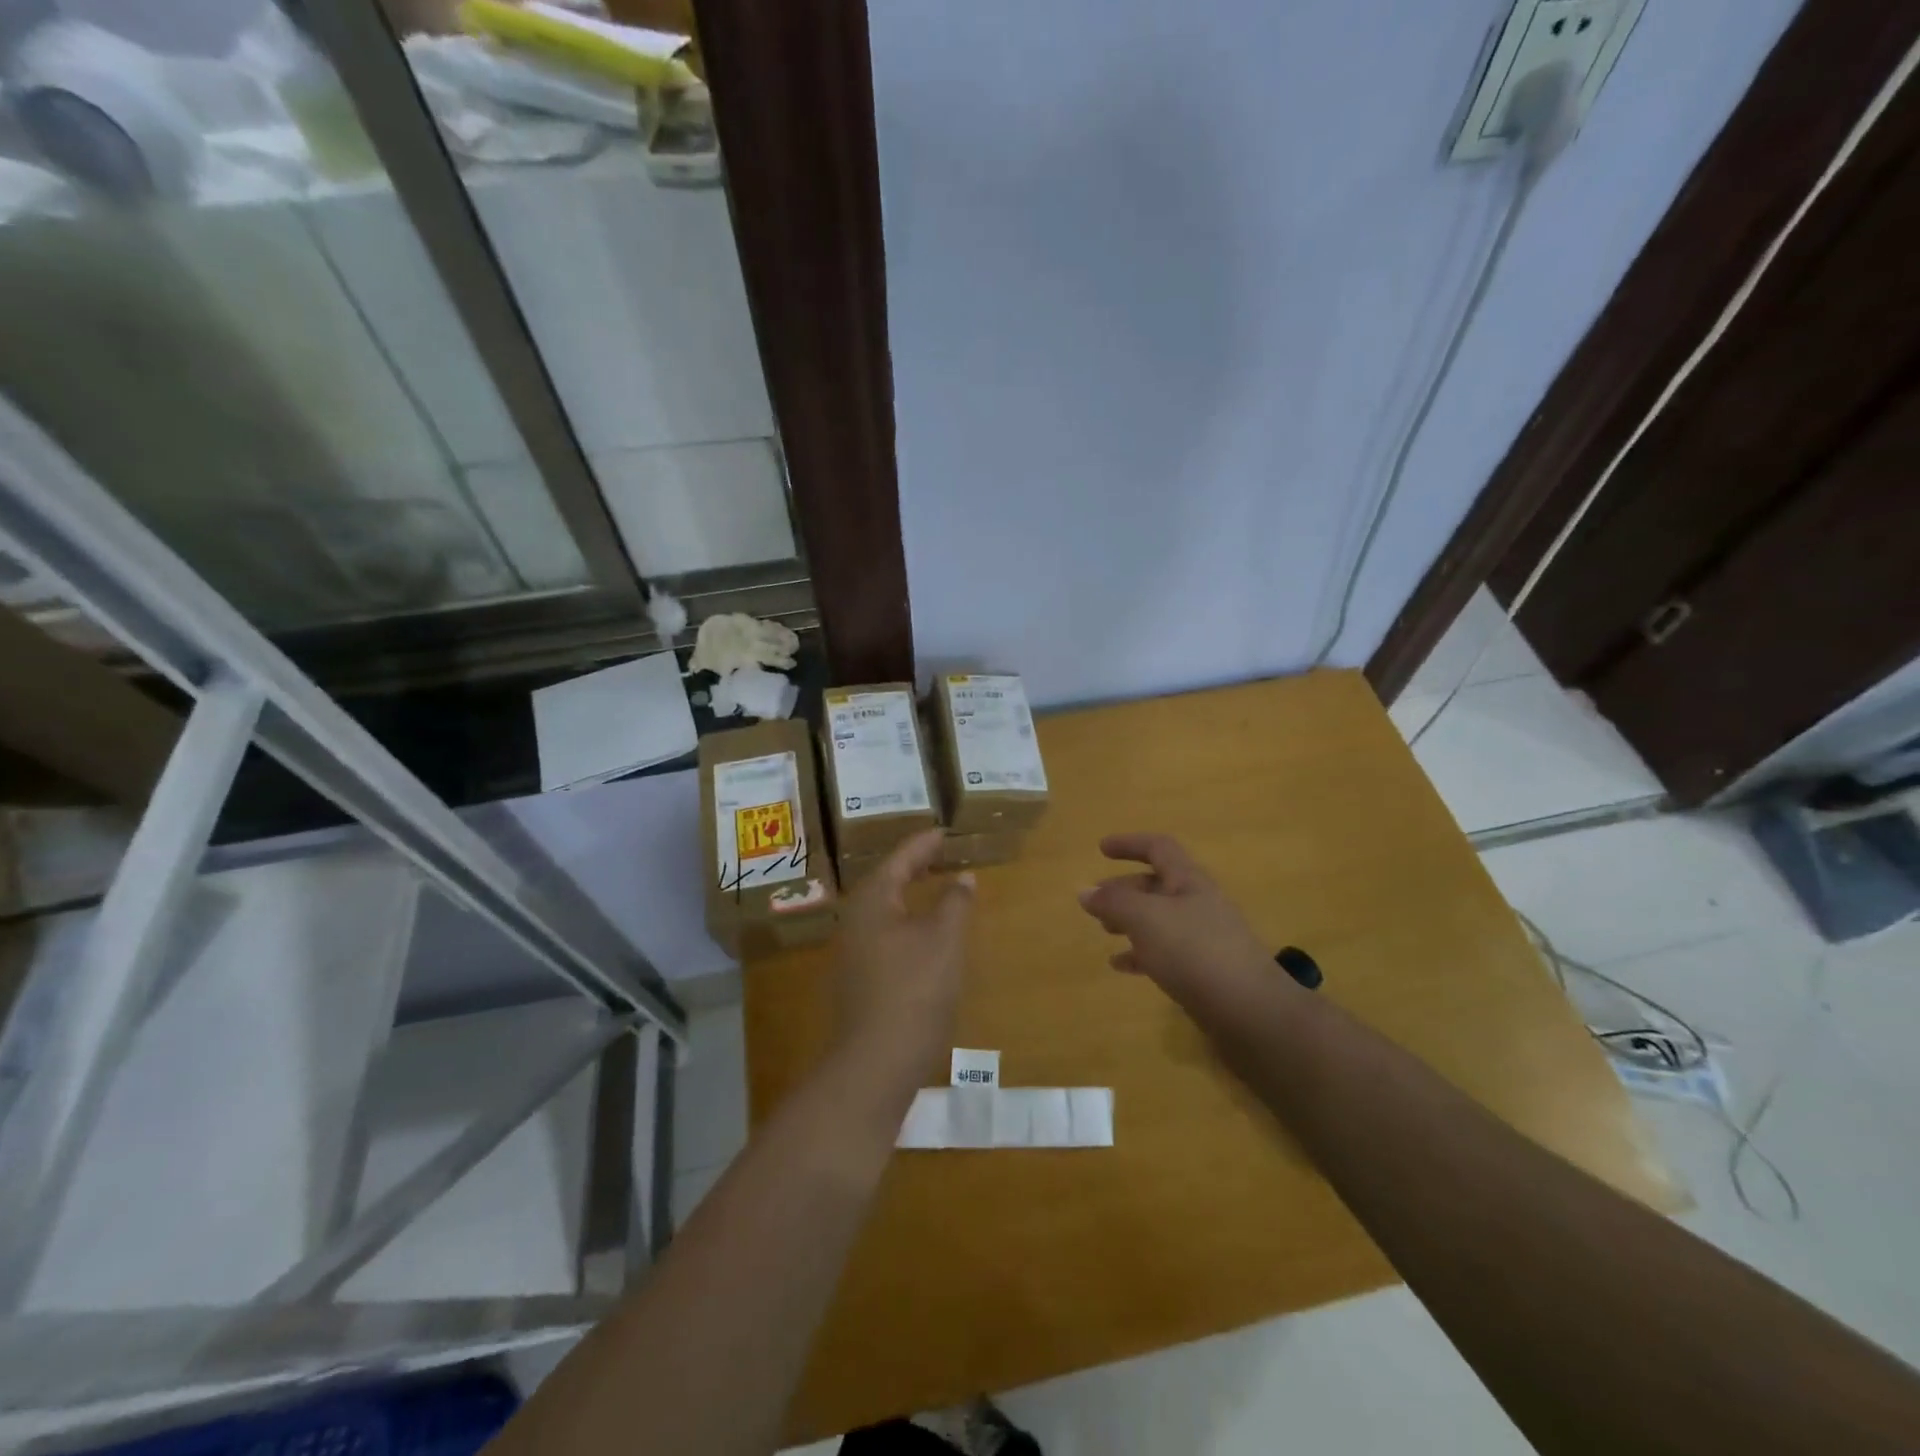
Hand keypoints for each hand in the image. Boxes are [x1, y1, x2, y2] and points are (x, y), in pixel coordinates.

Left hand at [830, 829, 972, 1094]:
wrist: (875, 1064)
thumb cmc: (914, 991)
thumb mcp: (944, 941)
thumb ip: (954, 903)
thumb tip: (963, 877)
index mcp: (873, 902)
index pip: (900, 859)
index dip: (923, 844)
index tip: (943, 831)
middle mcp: (855, 921)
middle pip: (886, 882)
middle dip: (914, 867)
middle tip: (940, 853)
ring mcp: (852, 953)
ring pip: (884, 910)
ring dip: (909, 895)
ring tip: (934, 887)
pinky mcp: (859, 980)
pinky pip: (884, 935)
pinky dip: (906, 922)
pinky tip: (922, 935)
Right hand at [1078, 833, 1277, 1010]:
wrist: (1249, 1011)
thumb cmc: (1194, 951)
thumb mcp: (1145, 919)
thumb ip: (1113, 902)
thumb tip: (1084, 890)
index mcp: (1189, 881)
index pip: (1158, 848)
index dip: (1130, 844)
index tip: (1101, 849)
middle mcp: (1199, 903)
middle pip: (1157, 885)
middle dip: (1124, 888)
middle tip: (1096, 900)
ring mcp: (1205, 938)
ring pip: (1159, 919)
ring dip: (1130, 920)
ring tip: (1104, 931)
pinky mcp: (1205, 970)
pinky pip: (1166, 952)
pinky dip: (1141, 953)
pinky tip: (1121, 966)